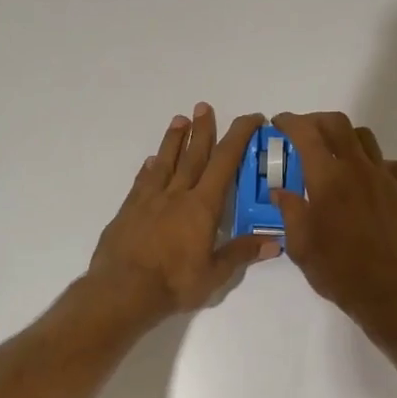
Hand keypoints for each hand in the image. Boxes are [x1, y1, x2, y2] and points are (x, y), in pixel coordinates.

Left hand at [88, 104, 277, 319]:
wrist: (122, 290)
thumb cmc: (173, 283)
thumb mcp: (214, 274)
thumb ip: (241, 254)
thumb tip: (275, 242)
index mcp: (202, 207)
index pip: (225, 162)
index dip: (238, 137)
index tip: (251, 118)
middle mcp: (176, 195)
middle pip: (193, 155)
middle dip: (202, 129)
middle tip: (204, 106)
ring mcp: (149, 201)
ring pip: (165, 162)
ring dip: (173, 140)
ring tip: (178, 120)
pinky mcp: (128, 211)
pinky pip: (142, 182)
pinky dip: (149, 168)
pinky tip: (150, 161)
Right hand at [272, 111, 396, 327]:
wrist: (393, 295)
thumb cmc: (339, 272)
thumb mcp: (301, 247)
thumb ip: (290, 212)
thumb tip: (281, 191)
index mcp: (327, 179)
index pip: (306, 134)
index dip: (290, 122)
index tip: (280, 124)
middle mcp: (358, 169)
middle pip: (338, 124)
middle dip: (317, 121)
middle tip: (305, 133)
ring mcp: (388, 179)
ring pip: (367, 140)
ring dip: (346, 140)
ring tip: (337, 156)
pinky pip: (394, 166)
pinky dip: (378, 165)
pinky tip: (372, 183)